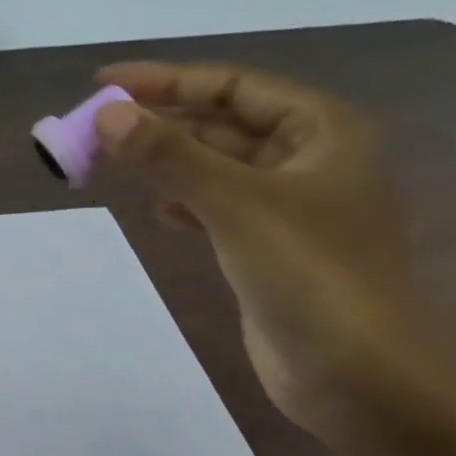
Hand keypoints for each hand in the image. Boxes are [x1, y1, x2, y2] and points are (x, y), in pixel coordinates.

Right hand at [94, 62, 442, 439]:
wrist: (356, 375)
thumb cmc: (309, 276)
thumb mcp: (236, 205)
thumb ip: (171, 158)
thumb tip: (108, 116)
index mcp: (322, 130)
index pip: (233, 87)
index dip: (167, 80)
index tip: (105, 84)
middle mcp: (310, 160)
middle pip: (224, 125)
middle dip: (163, 124)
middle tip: (98, 128)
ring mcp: (291, 209)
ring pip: (219, 169)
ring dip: (169, 164)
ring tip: (114, 163)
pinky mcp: (271, 251)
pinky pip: (220, 210)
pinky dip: (187, 205)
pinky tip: (159, 212)